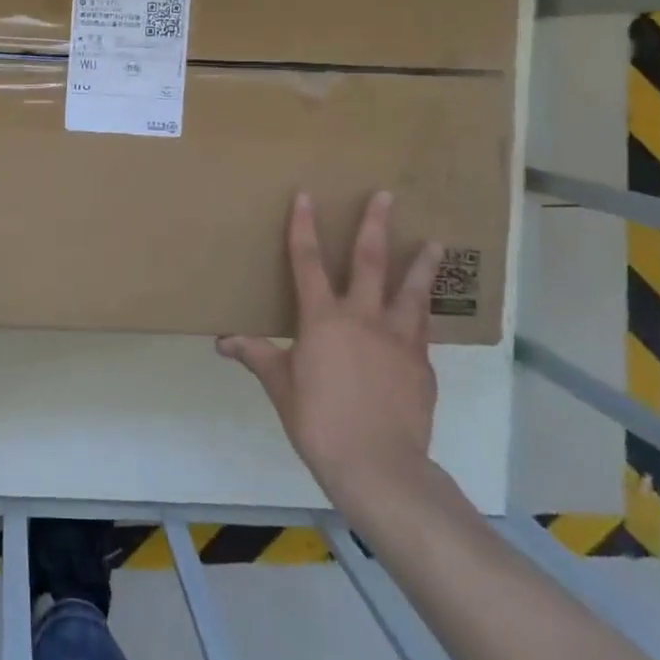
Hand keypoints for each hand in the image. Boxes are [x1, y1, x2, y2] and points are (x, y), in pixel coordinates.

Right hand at [217, 190, 441, 516]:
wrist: (378, 465)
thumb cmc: (318, 420)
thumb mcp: (280, 386)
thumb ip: (258, 355)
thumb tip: (223, 342)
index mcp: (323, 318)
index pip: (308, 261)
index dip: (304, 226)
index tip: (307, 195)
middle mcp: (364, 318)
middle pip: (370, 261)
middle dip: (376, 225)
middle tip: (387, 195)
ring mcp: (399, 340)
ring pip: (412, 291)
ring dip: (422, 264)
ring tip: (436, 242)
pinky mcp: (422, 365)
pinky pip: (423, 330)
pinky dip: (424, 314)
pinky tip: (427, 311)